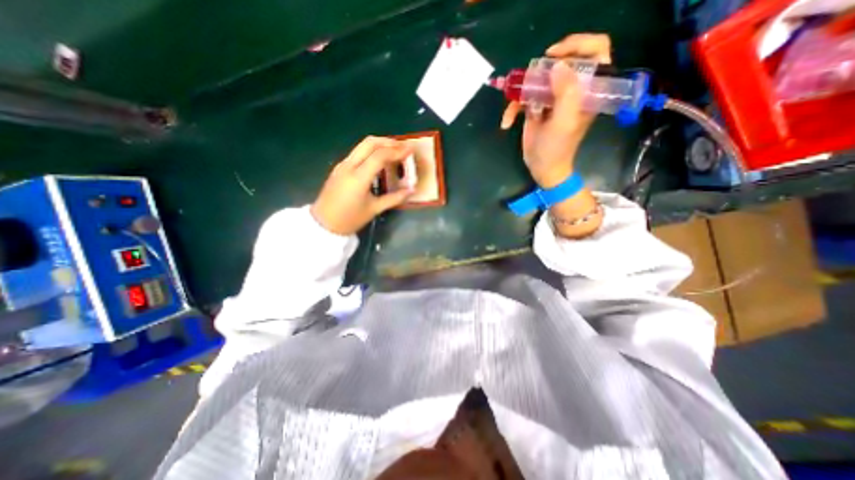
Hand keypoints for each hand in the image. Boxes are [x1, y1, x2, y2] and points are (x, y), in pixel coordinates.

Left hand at [313, 135, 416, 233]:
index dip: (397, 151)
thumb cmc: (350, 219)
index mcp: (359, 177)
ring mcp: (342, 165)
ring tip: (395, 152)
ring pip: (362, 146)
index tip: (410, 150)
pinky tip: (380, 161)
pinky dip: (371, 151)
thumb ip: (394, 198)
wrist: (323, 224)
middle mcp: (349, 166)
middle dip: (389, 142)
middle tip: (403, 147)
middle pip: (370, 143)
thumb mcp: (374, 209)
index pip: (380, 156)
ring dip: (380, 145)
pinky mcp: (340, 168)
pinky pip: (357, 153)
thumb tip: (411, 190)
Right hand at [499, 31, 611, 186]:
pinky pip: (523, 98)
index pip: (596, 51)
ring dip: (520, 92)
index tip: (555, 55)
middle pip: (561, 61)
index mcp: (588, 89)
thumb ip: (566, 93)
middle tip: (530, 81)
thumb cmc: (557, 148)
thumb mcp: (564, 122)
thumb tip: (558, 65)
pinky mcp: (536, 107)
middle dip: (541, 71)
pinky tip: (506, 122)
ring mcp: (552, 97)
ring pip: (537, 79)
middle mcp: (572, 89)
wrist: (543, 167)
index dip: (578, 45)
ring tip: (513, 108)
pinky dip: (512, 109)